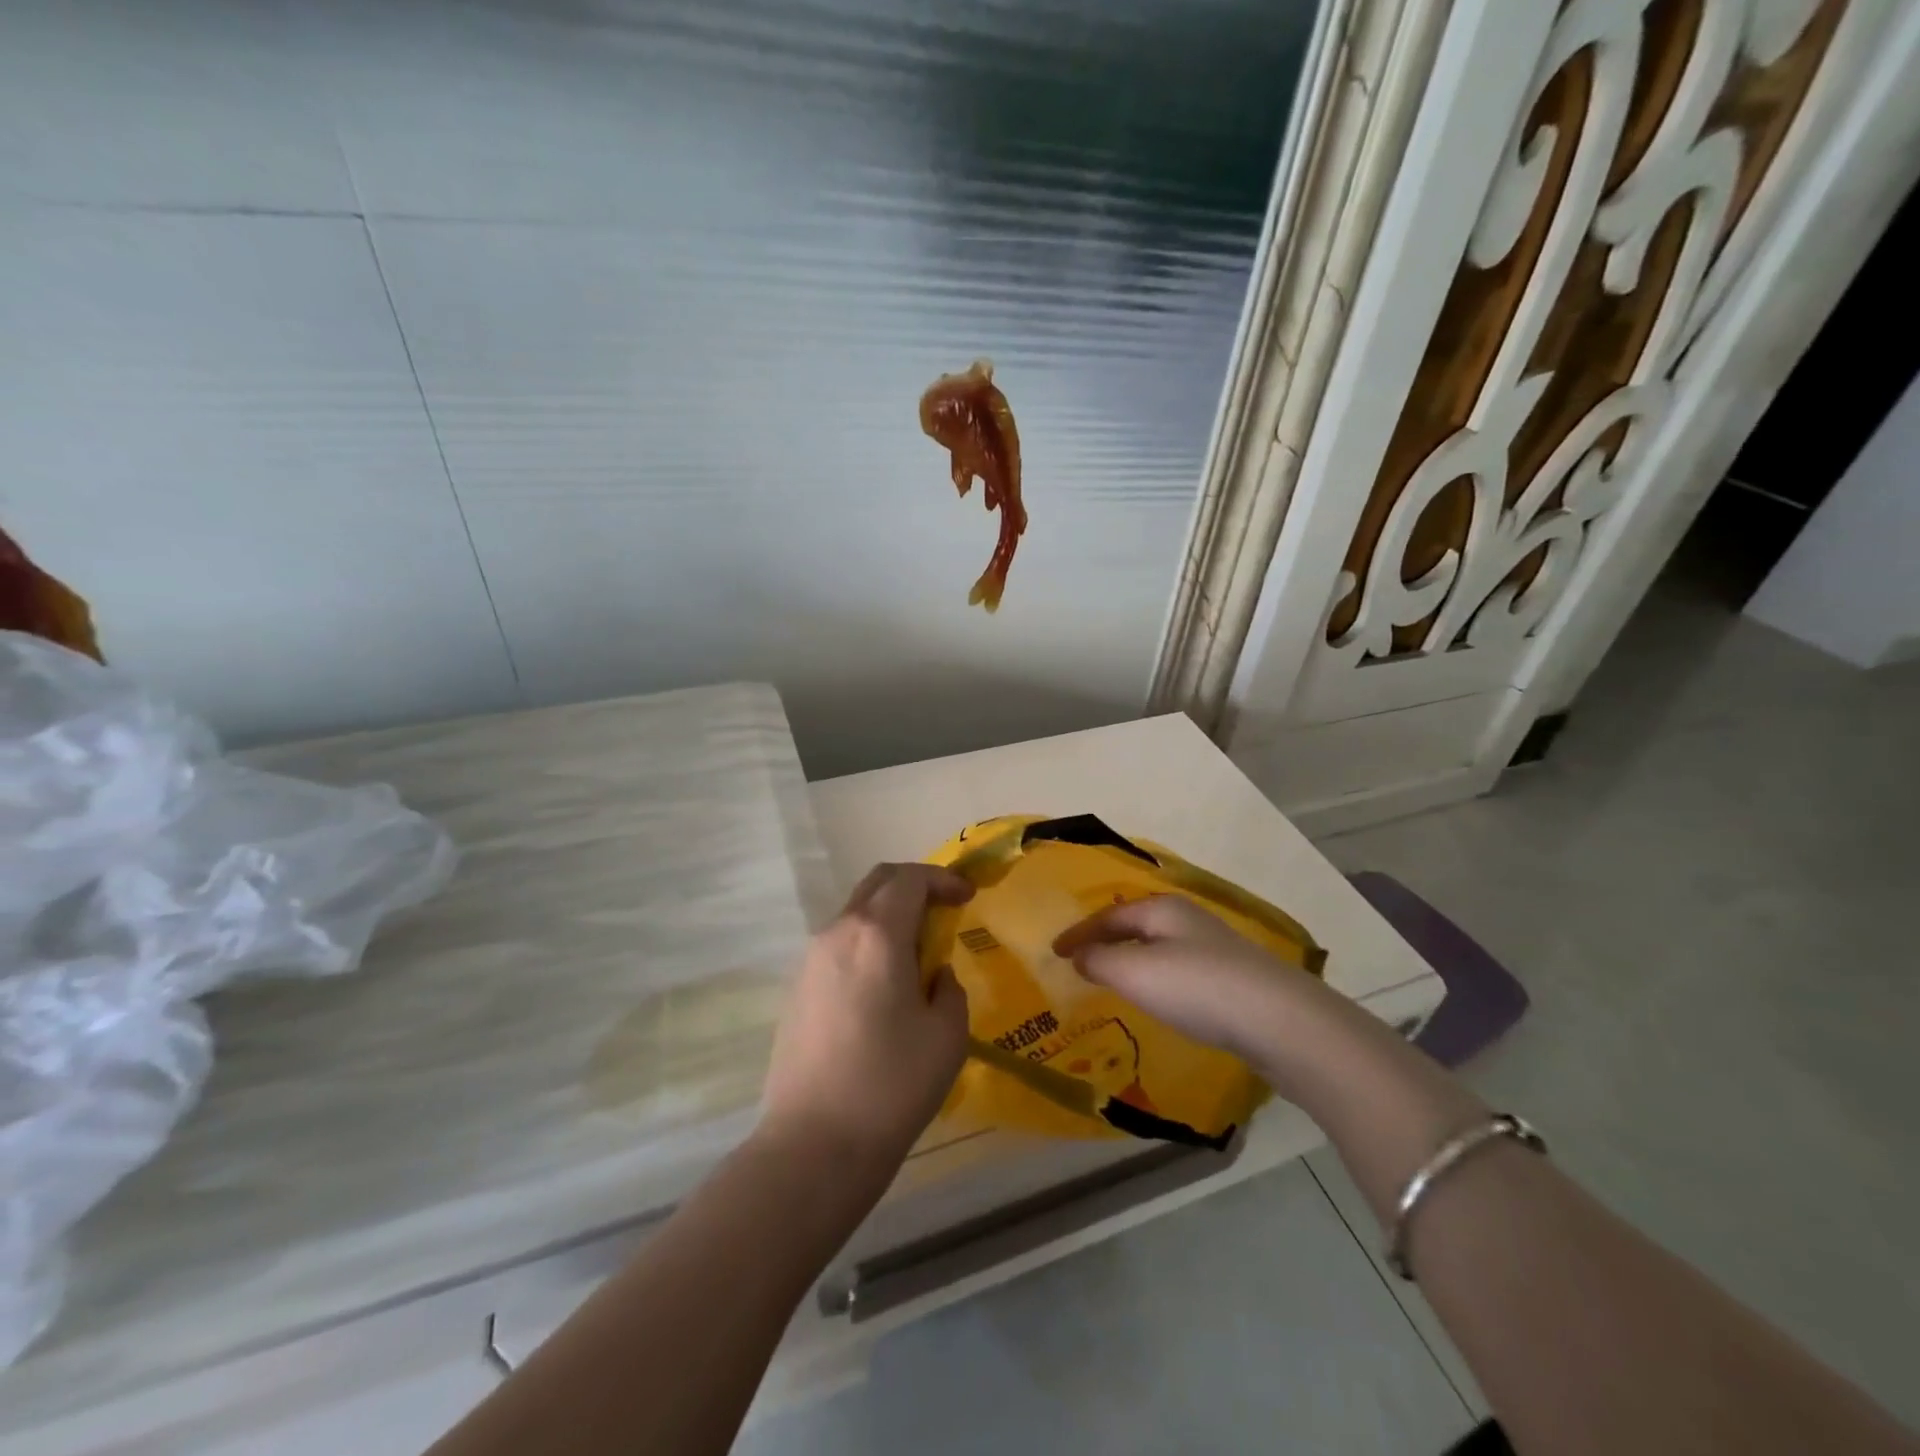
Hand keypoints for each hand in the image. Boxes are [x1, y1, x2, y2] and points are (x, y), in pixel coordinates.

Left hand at [759, 863, 973, 1193]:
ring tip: (916, 954)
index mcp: (877, 934)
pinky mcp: (796, 987)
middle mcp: (838, 932)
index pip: (910, 879)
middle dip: (914, 886)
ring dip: (889, 916)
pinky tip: (882, 984)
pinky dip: (867, 942)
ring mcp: (810, 959)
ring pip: (855, 913)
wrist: (814, 1143)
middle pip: (877, 884)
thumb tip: (933, 975)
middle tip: (944, 910)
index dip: (943, 879)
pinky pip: (838, 944)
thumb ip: (948, 988)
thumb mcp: (947, 1035)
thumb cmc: (892, 1085)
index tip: (968, 896)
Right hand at [1052, 894, 1329, 1077]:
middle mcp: (1188, 920)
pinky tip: (1161, 1000)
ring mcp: (1215, 947)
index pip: (1108, 916)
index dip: (1078, 934)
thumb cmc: (1197, 988)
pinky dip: (1157, 979)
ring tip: (1115, 981)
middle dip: (1107, 941)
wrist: (1280, 1020)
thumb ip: (1099, 961)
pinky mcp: (1233, 978)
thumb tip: (1080, 956)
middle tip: (1081, 961)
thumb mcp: (1136, 973)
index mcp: (1162, 909)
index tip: (1053, 952)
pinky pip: (1180, 970)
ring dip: (1133, 961)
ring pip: (1160, 948)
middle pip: (1136, 926)